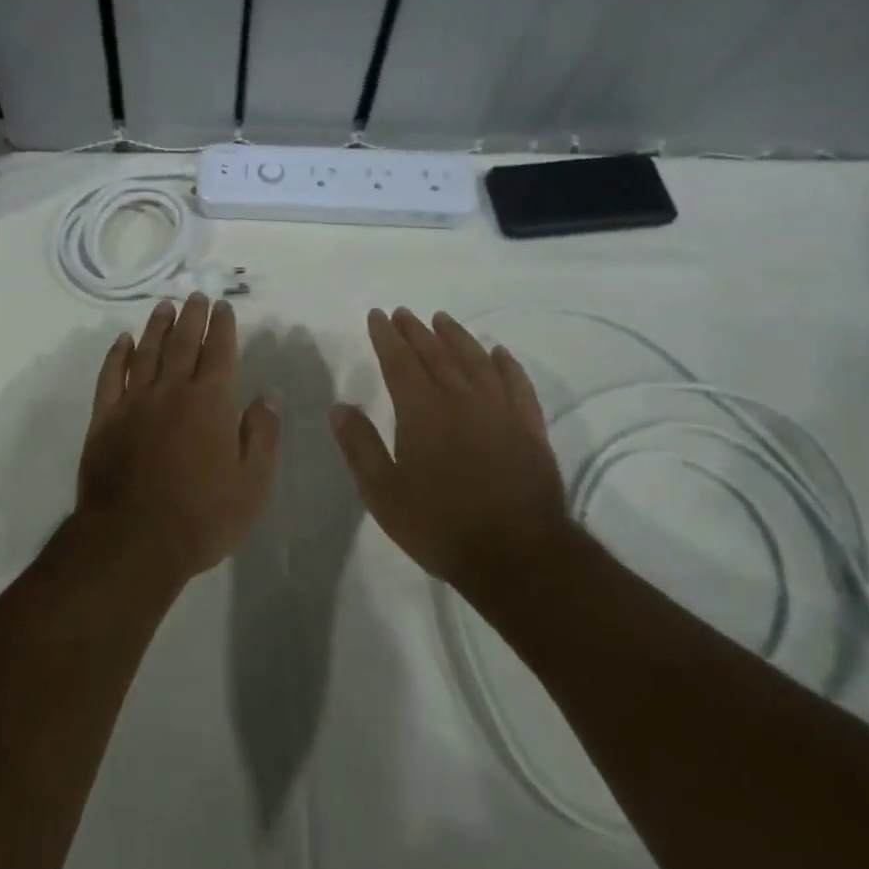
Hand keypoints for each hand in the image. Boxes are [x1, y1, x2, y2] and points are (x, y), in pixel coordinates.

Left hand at [76, 294, 280, 582]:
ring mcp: (134, 402)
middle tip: (196, 295)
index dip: (223, 327)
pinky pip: (111, 377)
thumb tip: (268, 395)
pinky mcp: (104, 419)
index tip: (223, 307)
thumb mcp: (252, 484)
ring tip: (164, 306)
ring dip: (157, 326)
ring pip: (147, 352)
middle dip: (192, 316)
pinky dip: (117, 355)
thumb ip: (262, 435)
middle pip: (183, 343)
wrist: (132, 541)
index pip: (219, 352)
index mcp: (210, 402)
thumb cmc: (202, 517)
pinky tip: (123, 342)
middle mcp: (171, 391)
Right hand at [331, 308, 568, 591]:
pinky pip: (517, 384)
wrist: (518, 555)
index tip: (378, 315)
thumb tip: (339, 407)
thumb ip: (360, 446)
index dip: (387, 336)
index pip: (400, 361)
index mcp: (423, 411)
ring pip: (476, 360)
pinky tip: (499, 353)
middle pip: (436, 353)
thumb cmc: (441, 525)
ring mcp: (500, 410)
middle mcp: (461, 399)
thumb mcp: (384, 493)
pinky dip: (507, 364)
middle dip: (416, 330)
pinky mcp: (530, 428)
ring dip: (457, 337)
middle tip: (404, 313)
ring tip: (442, 319)